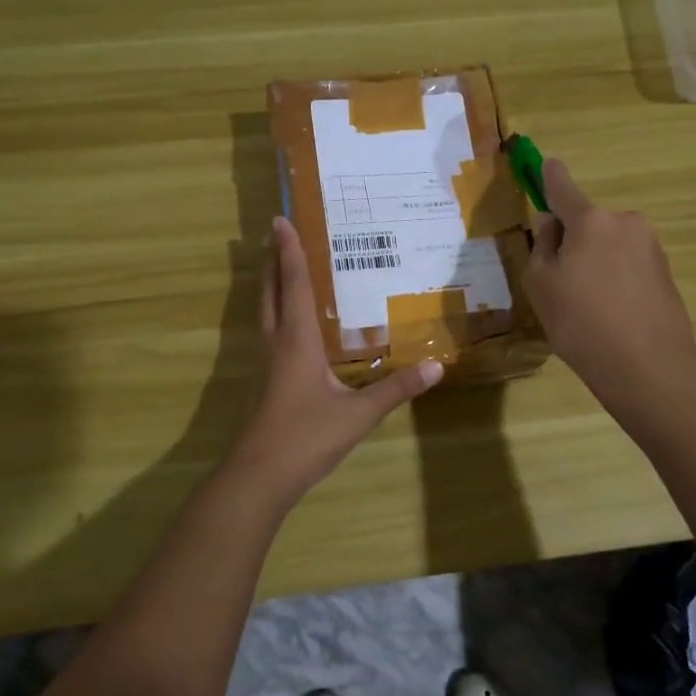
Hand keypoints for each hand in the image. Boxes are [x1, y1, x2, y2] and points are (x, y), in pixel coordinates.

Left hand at [223, 216, 442, 509]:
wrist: (259, 475)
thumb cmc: (307, 437)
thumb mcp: (359, 413)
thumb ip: (396, 389)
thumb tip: (436, 367)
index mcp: (296, 340)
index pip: (295, 284)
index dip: (290, 251)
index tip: (280, 220)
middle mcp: (276, 342)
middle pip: (270, 291)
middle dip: (272, 259)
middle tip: (275, 232)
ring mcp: (264, 362)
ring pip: (264, 310)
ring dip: (270, 283)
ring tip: (277, 264)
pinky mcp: (263, 380)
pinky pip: (268, 330)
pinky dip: (275, 310)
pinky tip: (287, 322)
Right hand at [524, 158, 695, 415]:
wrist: (649, 367)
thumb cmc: (582, 322)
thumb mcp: (541, 284)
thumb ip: (542, 246)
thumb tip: (552, 224)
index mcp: (591, 220)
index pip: (563, 188)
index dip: (550, 176)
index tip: (546, 163)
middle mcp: (625, 223)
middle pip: (587, 222)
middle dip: (572, 240)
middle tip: (559, 281)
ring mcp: (650, 247)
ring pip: (608, 244)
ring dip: (595, 261)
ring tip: (587, 305)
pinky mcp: (665, 272)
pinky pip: (627, 265)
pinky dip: (614, 278)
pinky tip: (610, 313)